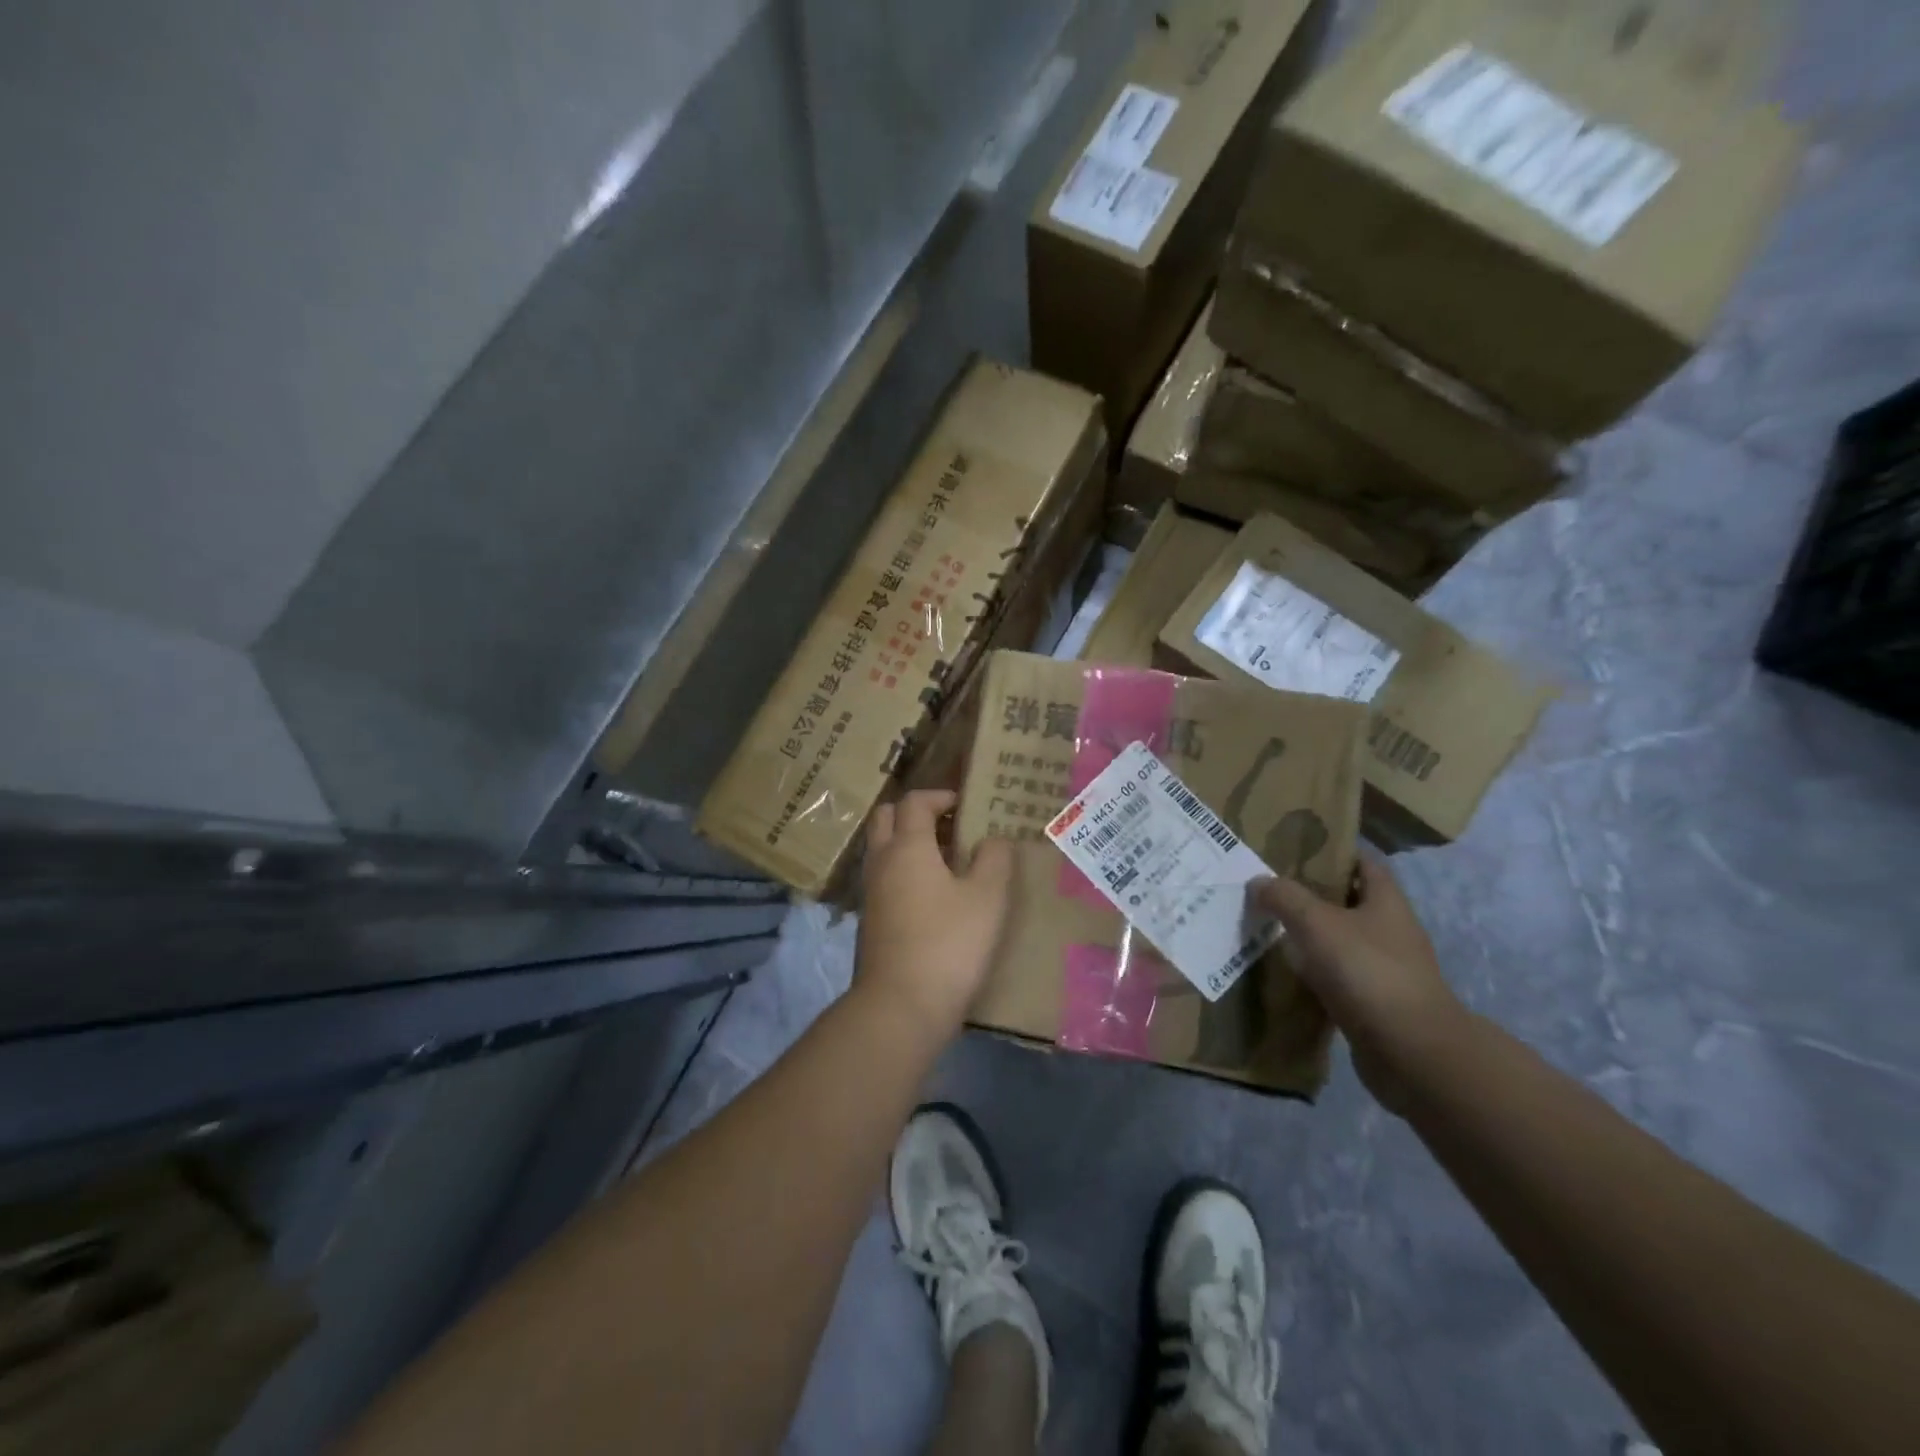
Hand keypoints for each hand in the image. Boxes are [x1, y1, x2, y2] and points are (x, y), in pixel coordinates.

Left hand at [856, 790, 1015, 1039]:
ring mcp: (871, 893)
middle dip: (915, 813)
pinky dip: (904, 872)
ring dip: (909, 843)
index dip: (940, 796)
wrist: (901, 1006)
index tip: (966, 805)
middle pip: (887, 818)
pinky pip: (884, 878)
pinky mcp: (870, 921)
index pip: (914, 801)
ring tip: (948, 860)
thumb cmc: (949, 943)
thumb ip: (994, 859)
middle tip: (950, 826)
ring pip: (883, 849)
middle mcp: (882, 862)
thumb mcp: (987, 898)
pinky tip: (934, 895)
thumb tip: (993, 839)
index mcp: (907, 847)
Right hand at [1252, 858, 1466, 1111]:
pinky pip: (1338, 976)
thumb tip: (1257, 881)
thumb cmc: (1368, 972)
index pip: (1362, 862)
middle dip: (1310, 894)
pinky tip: (1284, 972)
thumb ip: (1285, 898)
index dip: (1332, 851)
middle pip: (1348, 901)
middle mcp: (1390, 929)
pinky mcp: (1375, 1002)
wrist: (1411, 1053)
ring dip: (1309, 935)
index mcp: (1386, 901)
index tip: (1293, 849)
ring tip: (1267, 927)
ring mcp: (1385, 968)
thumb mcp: (1317, 924)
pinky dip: (1313, 972)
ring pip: (1340, 940)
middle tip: (1268, 888)